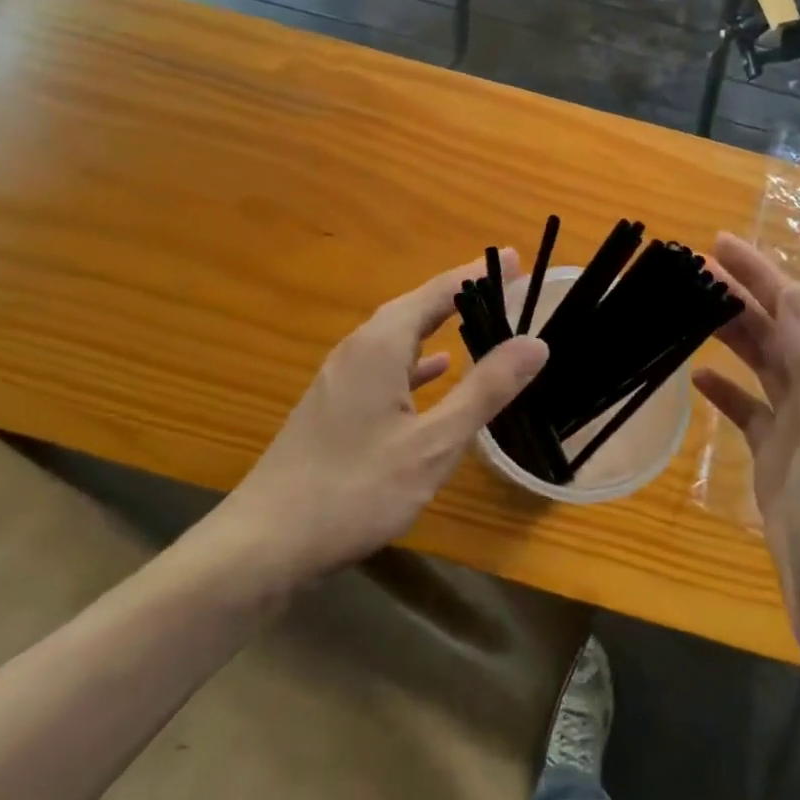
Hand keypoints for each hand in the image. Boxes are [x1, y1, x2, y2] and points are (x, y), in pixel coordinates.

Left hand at [224, 254, 547, 584]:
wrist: (265, 540)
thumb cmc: (355, 489)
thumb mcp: (433, 443)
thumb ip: (484, 391)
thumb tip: (534, 342)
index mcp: (380, 345)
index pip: (437, 292)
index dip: (477, 274)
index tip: (513, 258)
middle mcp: (358, 349)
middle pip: (415, 307)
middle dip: (459, 294)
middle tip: (503, 284)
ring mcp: (340, 378)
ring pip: (398, 336)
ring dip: (438, 325)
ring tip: (477, 320)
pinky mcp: (334, 405)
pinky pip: (384, 365)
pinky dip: (415, 361)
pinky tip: (433, 374)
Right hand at [695, 235, 799, 673]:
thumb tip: (794, 291)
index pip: (798, 310)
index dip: (761, 274)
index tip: (718, 243)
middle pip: (777, 331)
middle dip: (738, 294)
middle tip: (688, 267)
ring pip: (761, 365)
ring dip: (729, 333)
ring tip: (686, 307)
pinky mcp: (780, 463)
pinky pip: (749, 410)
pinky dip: (726, 389)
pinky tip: (699, 377)